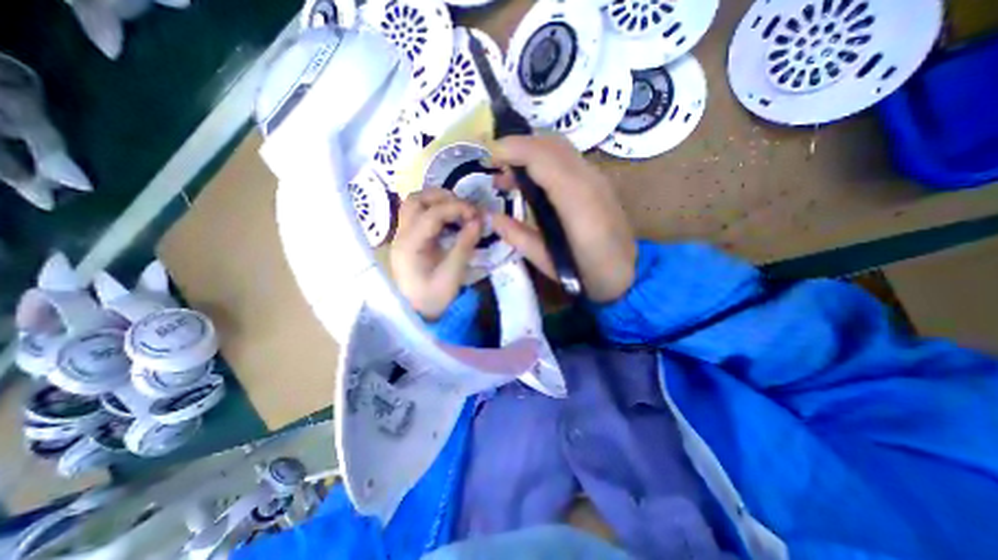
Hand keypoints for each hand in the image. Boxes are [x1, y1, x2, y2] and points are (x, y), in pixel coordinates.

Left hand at [390, 188, 482, 318]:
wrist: (416, 313)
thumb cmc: (433, 298)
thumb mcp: (453, 274)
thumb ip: (464, 244)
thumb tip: (478, 220)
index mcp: (410, 245)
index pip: (431, 214)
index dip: (456, 208)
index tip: (476, 214)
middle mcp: (401, 235)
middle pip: (416, 200)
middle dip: (443, 198)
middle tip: (466, 208)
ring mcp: (402, 236)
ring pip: (414, 204)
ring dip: (437, 201)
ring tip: (459, 211)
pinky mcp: (408, 239)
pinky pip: (418, 214)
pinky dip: (435, 210)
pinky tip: (450, 220)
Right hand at [491, 134, 639, 301]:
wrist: (628, 274)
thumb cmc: (588, 274)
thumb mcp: (547, 262)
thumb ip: (518, 236)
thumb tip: (491, 216)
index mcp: (576, 202)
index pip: (543, 157)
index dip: (513, 149)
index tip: (488, 156)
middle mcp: (589, 181)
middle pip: (551, 144)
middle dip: (518, 145)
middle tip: (493, 164)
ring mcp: (597, 178)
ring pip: (560, 148)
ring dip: (530, 151)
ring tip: (506, 175)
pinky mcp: (598, 182)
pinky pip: (567, 159)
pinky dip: (543, 159)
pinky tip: (530, 180)